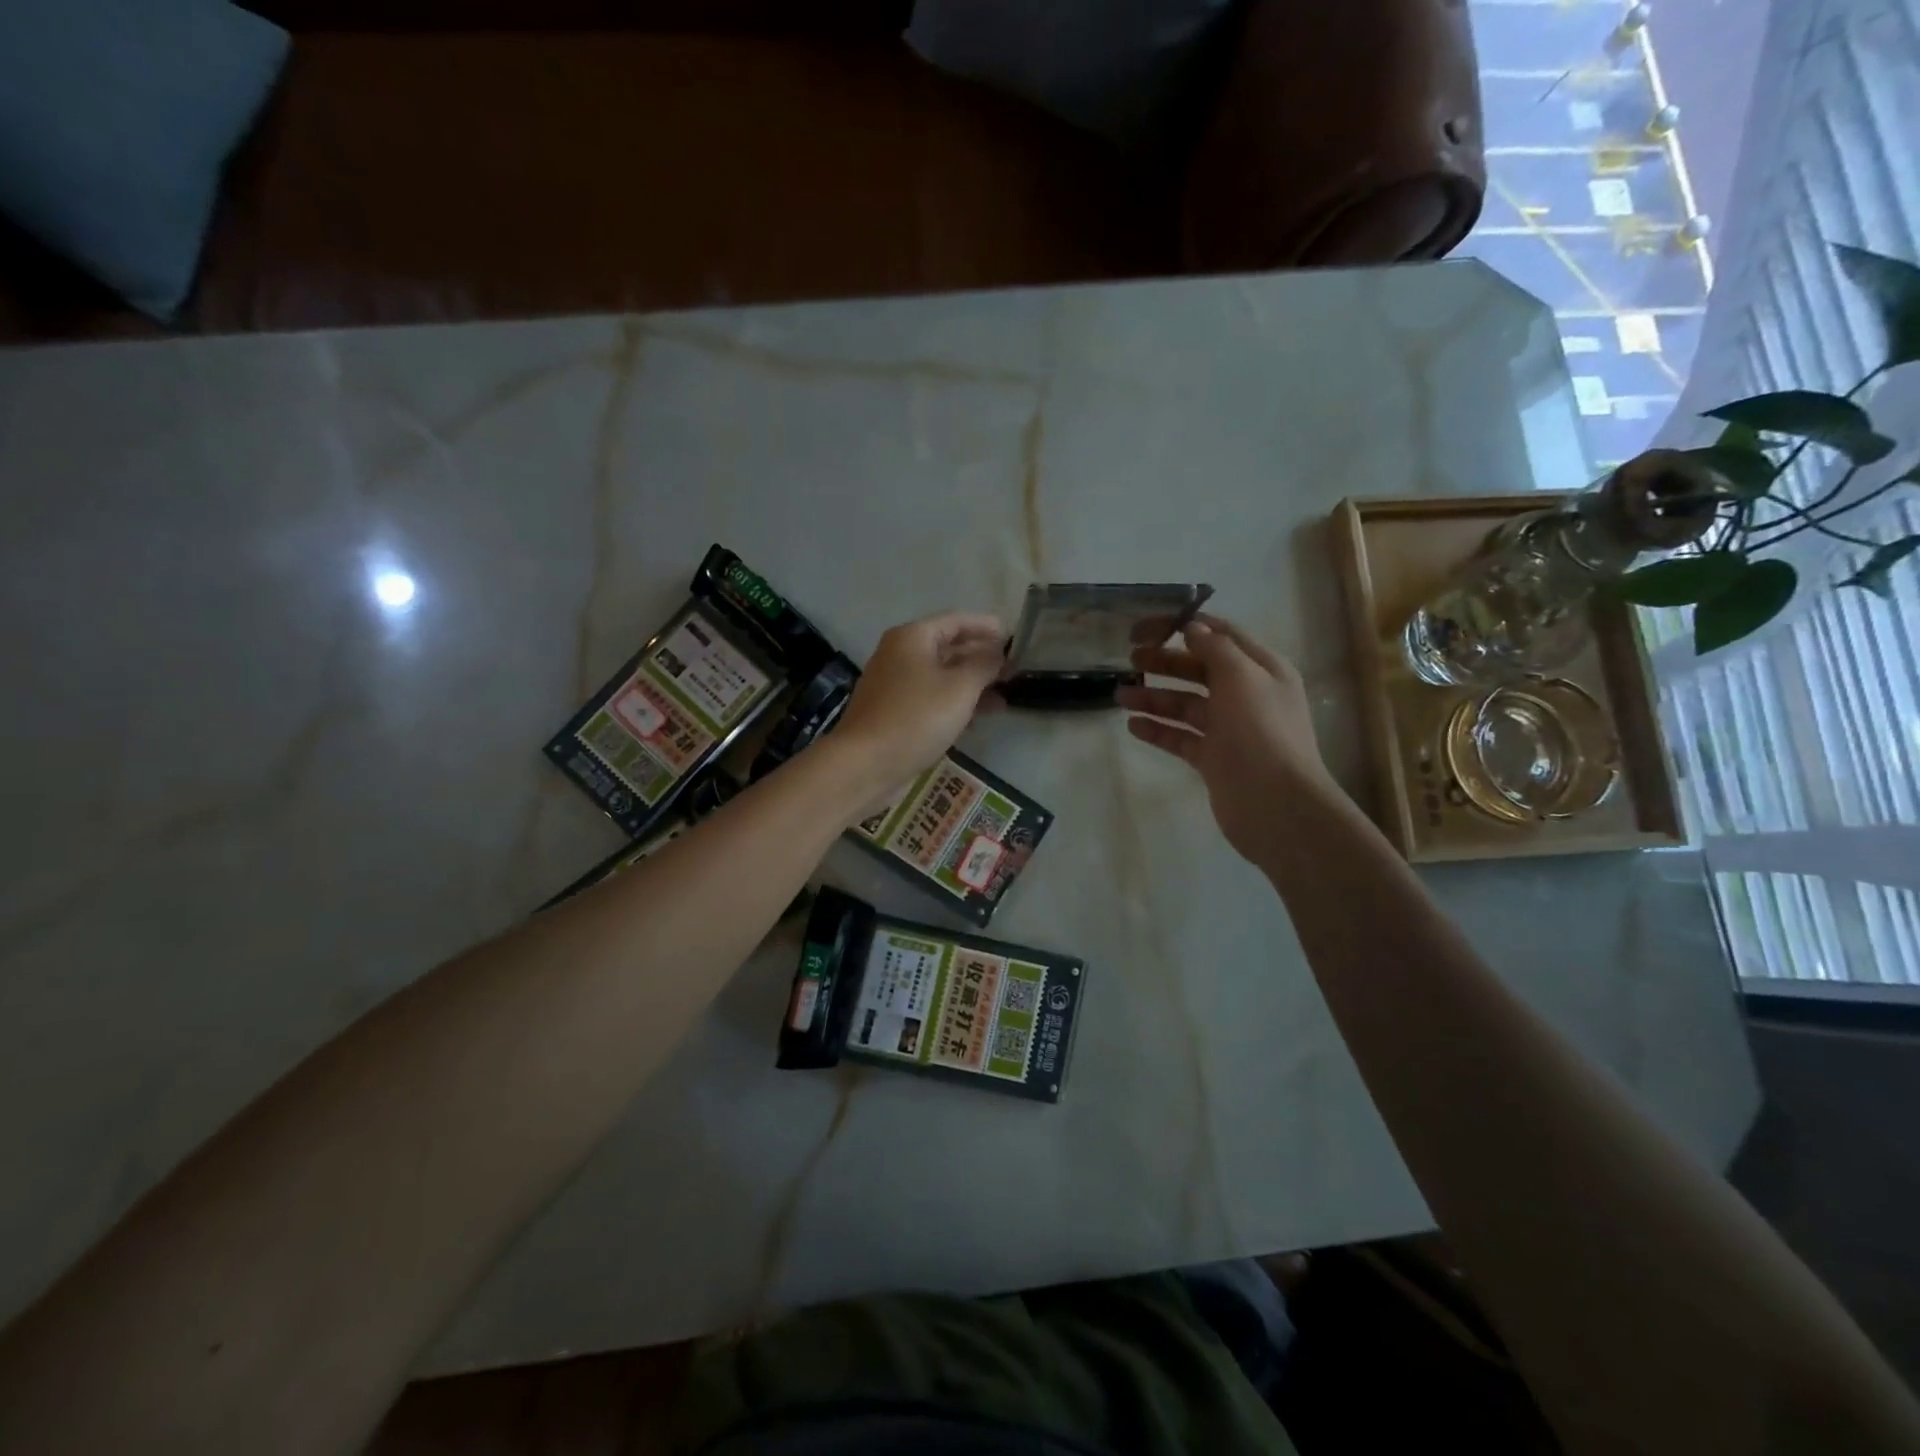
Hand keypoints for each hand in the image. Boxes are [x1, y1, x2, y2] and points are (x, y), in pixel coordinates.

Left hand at [831, 612, 1005, 809]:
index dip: (985, 627)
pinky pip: (930, 698)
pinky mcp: (893, 712)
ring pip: (940, 676)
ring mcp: (893, 685)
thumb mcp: (960, 687)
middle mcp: (899, 654)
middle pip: (947, 647)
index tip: (1012, 636)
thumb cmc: (917, 717)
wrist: (866, 763)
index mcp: (912, 637)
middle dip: (980, 658)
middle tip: (1013, 669)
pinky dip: (954, 703)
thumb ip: (984, 665)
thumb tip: (998, 654)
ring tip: (1003, 698)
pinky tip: (976, 719)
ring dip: (971, 684)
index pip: (956, 621)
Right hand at [1117, 615, 1334, 865]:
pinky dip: (1158, 730)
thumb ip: (1215, 649)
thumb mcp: (1241, 677)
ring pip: (1186, 705)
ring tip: (1119, 696)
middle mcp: (1247, 695)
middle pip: (1200, 670)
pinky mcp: (1213, 759)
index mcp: (1262, 669)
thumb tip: (1193, 628)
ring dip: (1154, 698)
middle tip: (1130, 658)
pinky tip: (1133, 726)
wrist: (1276, 804)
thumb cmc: (1260, 731)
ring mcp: (1229, 729)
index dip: (1186, 626)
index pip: (1221, 636)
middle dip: (1165, 662)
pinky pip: (1180, 738)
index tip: (1148, 626)